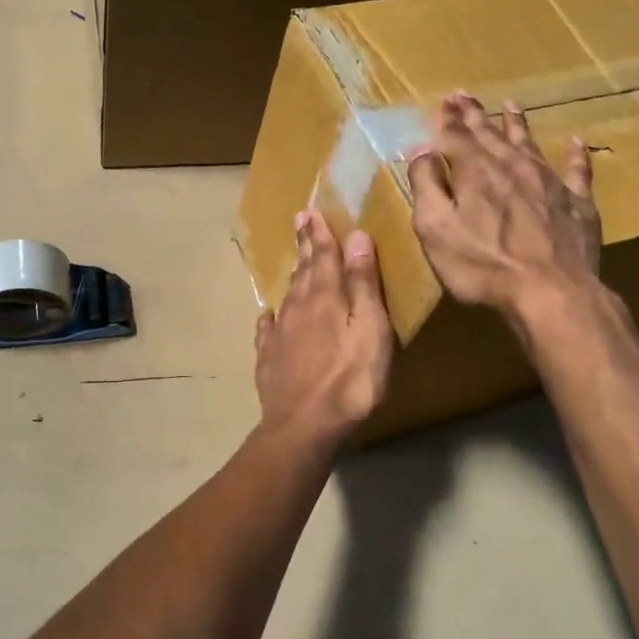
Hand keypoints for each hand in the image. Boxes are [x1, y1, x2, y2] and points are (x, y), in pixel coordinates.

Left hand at [254, 211, 392, 448]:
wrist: (304, 426)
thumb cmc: (350, 380)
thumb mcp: (370, 330)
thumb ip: (363, 284)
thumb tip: (356, 237)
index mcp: (325, 298)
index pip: (323, 256)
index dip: (319, 233)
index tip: (311, 212)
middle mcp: (298, 308)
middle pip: (303, 270)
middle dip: (304, 245)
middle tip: (299, 221)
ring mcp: (279, 334)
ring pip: (288, 295)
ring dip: (294, 275)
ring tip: (296, 261)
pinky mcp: (269, 360)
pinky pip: (268, 330)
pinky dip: (270, 318)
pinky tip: (268, 316)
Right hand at [406, 92, 602, 317]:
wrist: (551, 293)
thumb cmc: (482, 264)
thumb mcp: (435, 227)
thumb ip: (426, 185)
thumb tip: (421, 149)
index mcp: (475, 171)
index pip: (455, 136)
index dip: (446, 119)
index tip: (442, 101)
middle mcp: (512, 166)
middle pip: (490, 134)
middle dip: (474, 114)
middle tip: (464, 95)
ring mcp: (549, 183)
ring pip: (530, 144)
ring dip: (517, 124)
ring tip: (510, 104)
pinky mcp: (578, 204)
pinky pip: (577, 172)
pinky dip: (575, 155)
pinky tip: (576, 142)